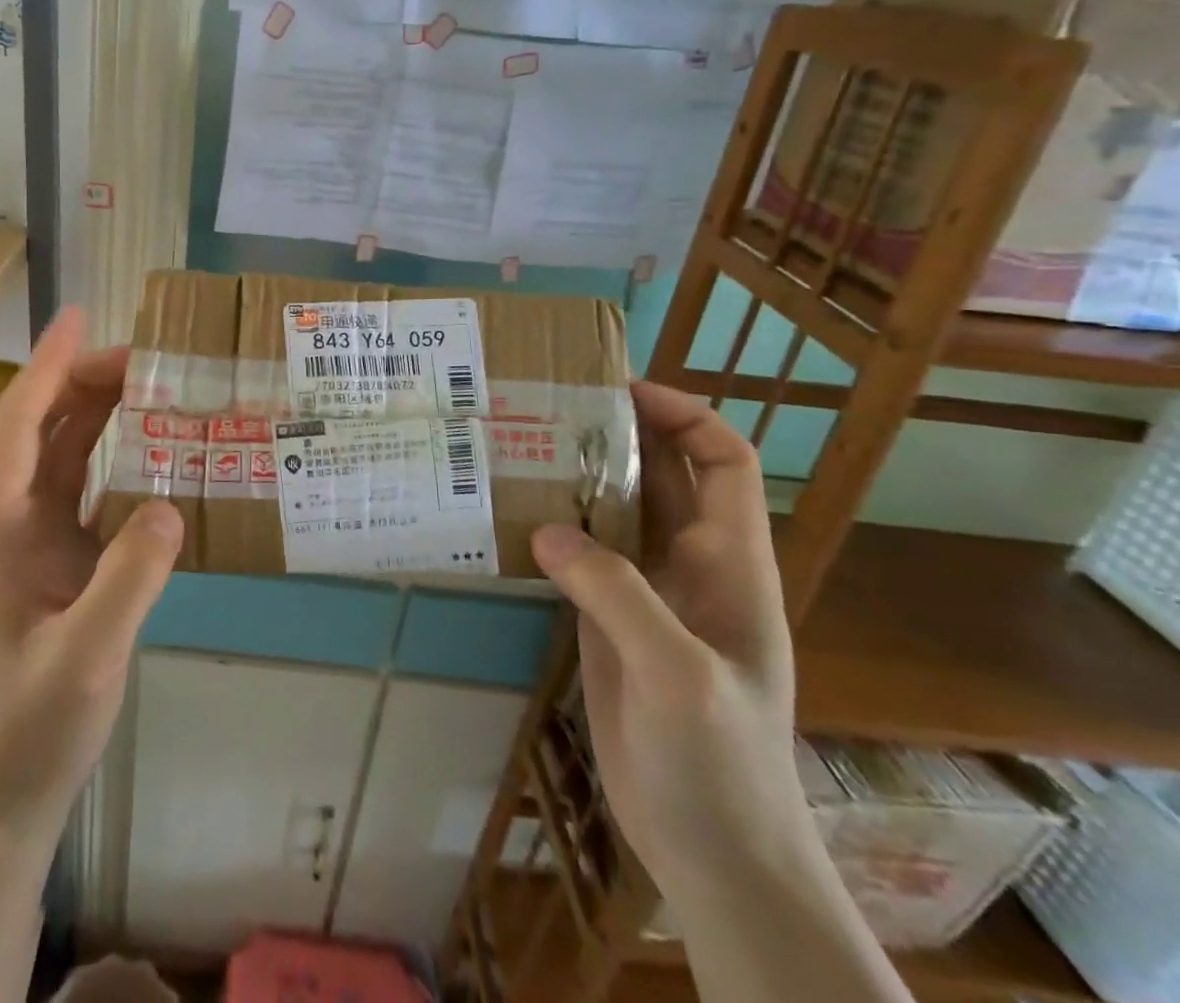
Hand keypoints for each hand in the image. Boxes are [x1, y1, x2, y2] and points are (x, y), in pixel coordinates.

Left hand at [0, 307, 184, 840]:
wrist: (11, 784)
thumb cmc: (37, 720)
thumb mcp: (88, 654)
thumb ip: (129, 579)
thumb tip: (170, 505)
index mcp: (1, 522)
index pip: (22, 421)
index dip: (50, 365)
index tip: (80, 317)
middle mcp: (11, 516)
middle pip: (45, 426)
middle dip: (86, 380)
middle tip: (148, 357)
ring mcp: (33, 537)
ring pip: (65, 453)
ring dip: (100, 413)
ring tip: (152, 385)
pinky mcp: (58, 558)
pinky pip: (86, 487)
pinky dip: (114, 458)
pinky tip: (153, 452)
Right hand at [530, 382, 808, 903]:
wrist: (714, 852)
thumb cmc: (718, 762)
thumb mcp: (675, 673)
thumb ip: (616, 593)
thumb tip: (544, 528)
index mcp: (729, 563)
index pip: (722, 461)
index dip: (683, 414)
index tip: (618, 389)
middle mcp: (691, 564)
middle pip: (661, 474)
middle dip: (616, 432)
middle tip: (547, 405)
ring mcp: (649, 593)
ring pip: (616, 510)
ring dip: (577, 475)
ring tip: (520, 446)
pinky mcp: (612, 619)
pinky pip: (584, 553)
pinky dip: (554, 525)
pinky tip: (512, 515)